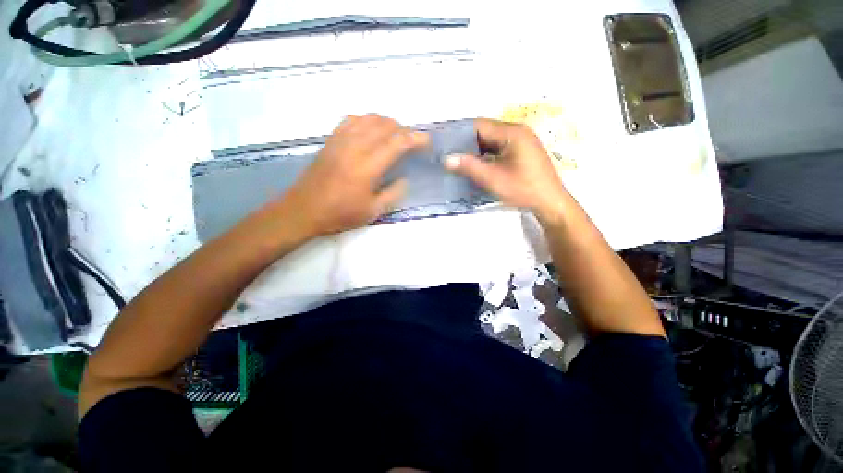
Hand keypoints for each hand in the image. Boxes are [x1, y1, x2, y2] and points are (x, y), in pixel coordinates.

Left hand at [284, 114, 428, 235]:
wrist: (304, 209)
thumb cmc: (340, 214)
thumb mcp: (374, 211)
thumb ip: (394, 194)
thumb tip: (405, 179)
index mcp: (368, 167)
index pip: (397, 142)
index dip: (415, 138)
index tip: (426, 141)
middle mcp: (355, 147)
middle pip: (385, 125)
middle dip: (403, 129)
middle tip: (411, 142)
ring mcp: (341, 140)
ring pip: (369, 118)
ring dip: (386, 123)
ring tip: (394, 135)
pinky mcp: (331, 140)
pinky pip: (351, 119)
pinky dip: (367, 120)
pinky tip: (370, 131)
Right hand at [444, 118, 568, 222]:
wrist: (550, 202)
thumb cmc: (524, 190)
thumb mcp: (494, 179)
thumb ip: (470, 167)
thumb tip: (446, 158)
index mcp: (512, 133)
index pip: (479, 125)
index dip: (459, 133)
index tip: (443, 142)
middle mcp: (517, 131)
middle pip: (485, 131)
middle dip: (465, 142)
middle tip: (448, 153)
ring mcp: (520, 141)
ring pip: (490, 140)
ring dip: (474, 149)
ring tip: (457, 159)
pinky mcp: (520, 151)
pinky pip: (497, 148)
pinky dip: (484, 155)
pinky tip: (474, 164)